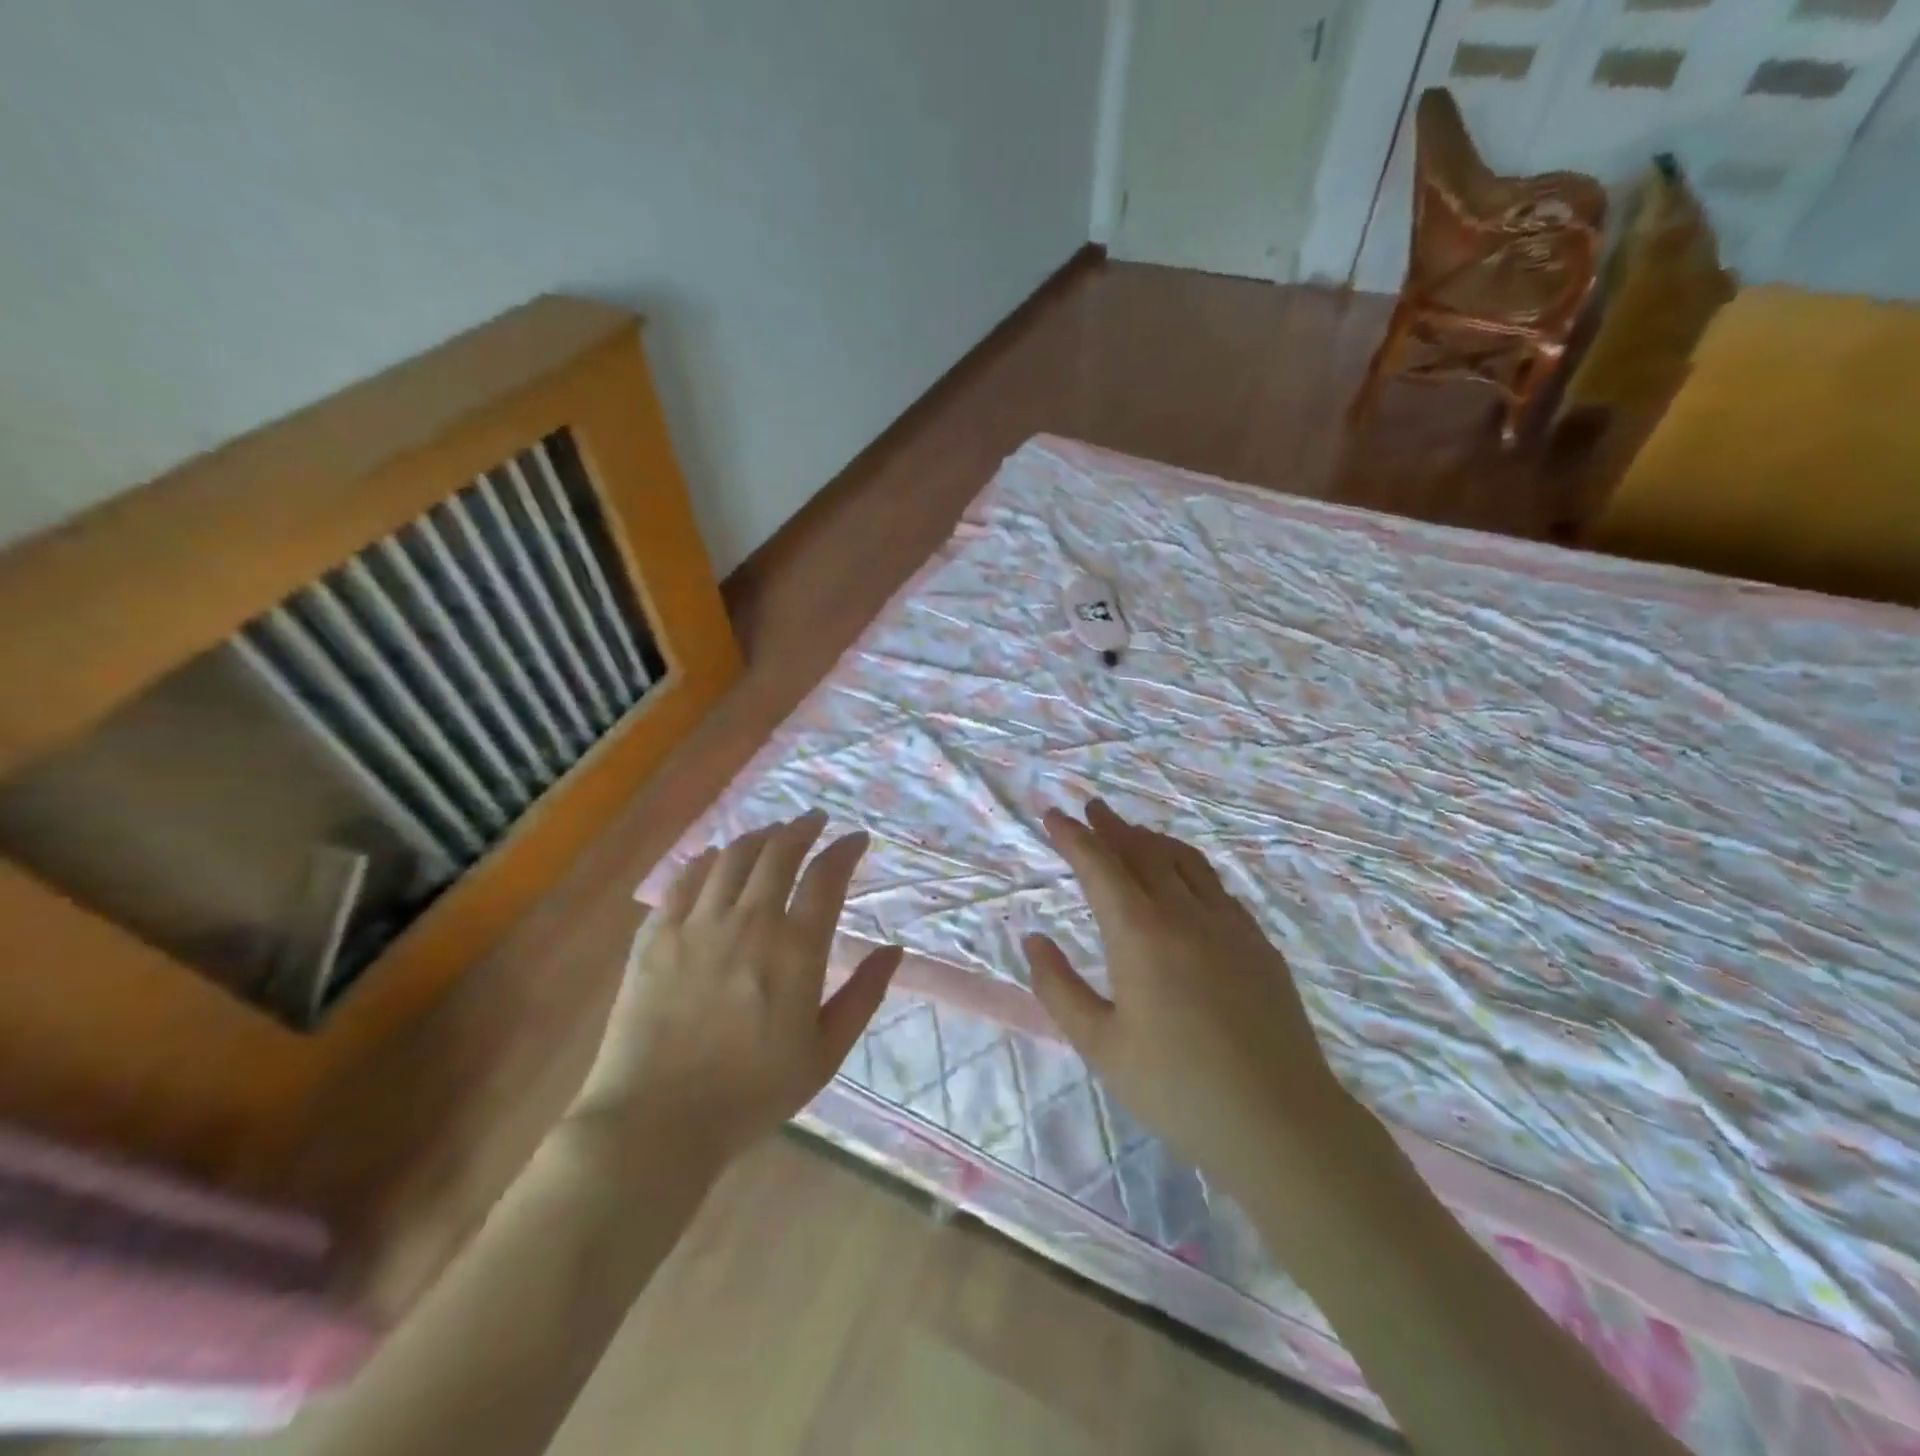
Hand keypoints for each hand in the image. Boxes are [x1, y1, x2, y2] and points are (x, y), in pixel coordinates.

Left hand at [573, 811, 901, 1170]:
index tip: (856, 838)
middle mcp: (748, 921)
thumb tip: (894, 950)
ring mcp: (696, 924)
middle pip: (778, 852)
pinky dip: (705, 860)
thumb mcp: (825, 1053)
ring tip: (772, 833)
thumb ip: (863, 996)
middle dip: (802, 828)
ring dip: (758, 836)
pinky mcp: (655, 935)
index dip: (845, 849)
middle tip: (814, 820)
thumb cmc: (751, 1094)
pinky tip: (714, 857)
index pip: (826, 876)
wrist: (655, 1122)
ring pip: (732, 856)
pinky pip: (683, 879)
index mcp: (795, 950)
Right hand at [1023, 801, 1371, 1216]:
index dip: (1074, 837)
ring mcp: (1229, 924)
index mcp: (1140, 933)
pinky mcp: (1258, 943)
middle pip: (1143, 852)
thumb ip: (1059, 988)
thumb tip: (1033, 940)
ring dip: (1152, 839)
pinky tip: (1184, 878)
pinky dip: (1188, 865)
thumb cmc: (1177, 1089)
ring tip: (1133, 832)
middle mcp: (1185, 914)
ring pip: (1184, 861)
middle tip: (1091, 808)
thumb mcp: (1100, 1046)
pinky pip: (1215, 885)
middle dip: (1112, 826)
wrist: (1280, 1123)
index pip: (1100, 866)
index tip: (1054, 815)